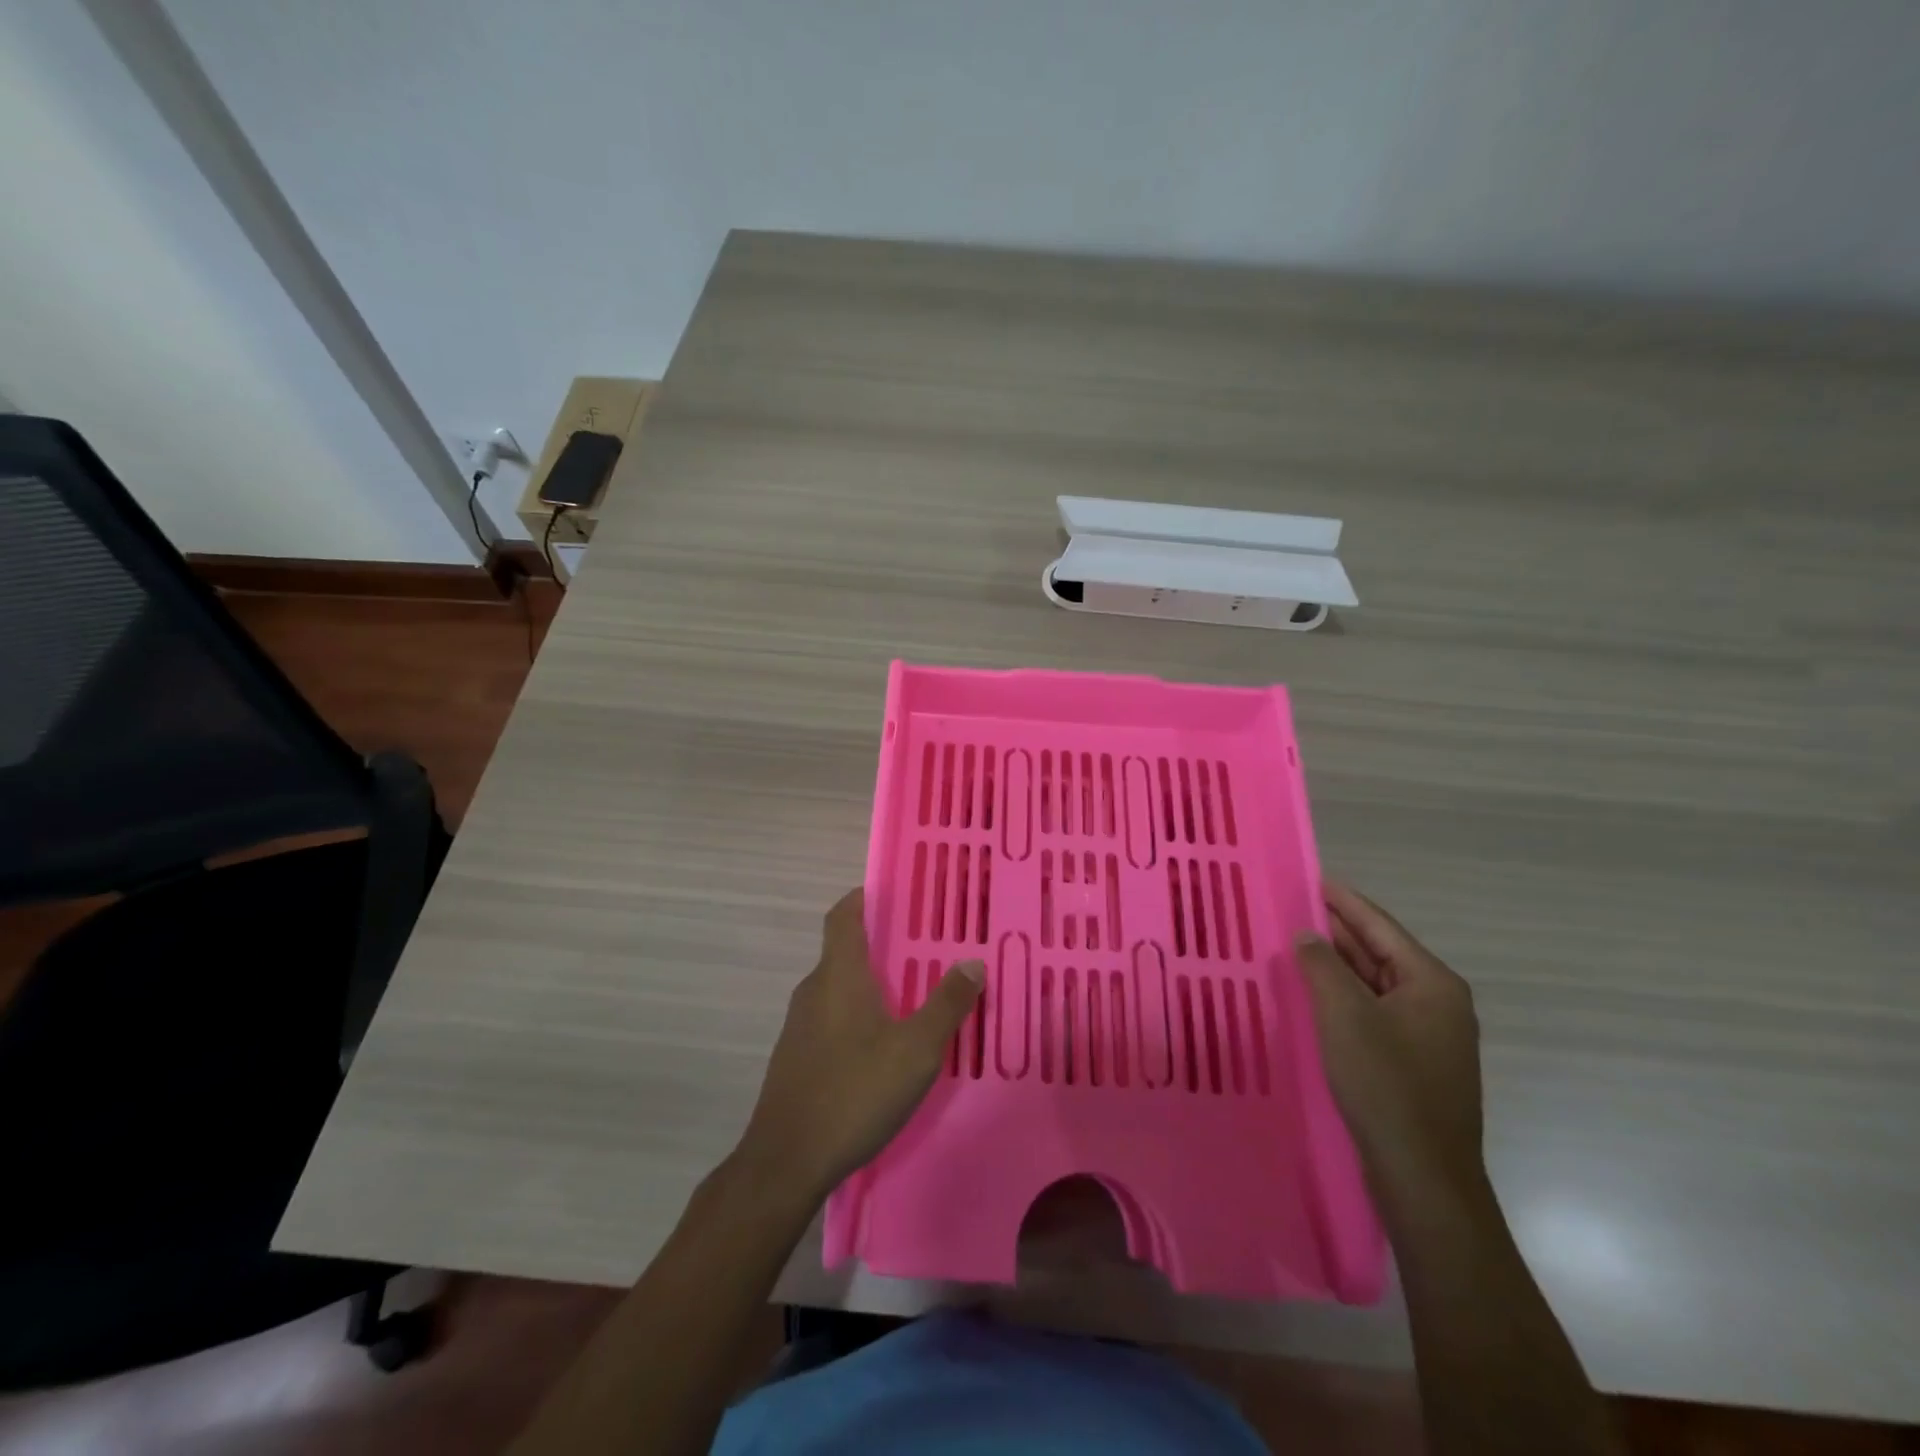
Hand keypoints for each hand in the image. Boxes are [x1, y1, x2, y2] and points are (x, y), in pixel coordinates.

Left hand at [736, 888, 981, 1206]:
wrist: (785, 1162)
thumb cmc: (853, 1092)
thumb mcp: (915, 1050)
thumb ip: (946, 1004)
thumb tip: (972, 962)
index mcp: (839, 974)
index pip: (843, 914)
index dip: (865, 896)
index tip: (898, 893)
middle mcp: (814, 989)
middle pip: (845, 949)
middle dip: (883, 943)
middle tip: (927, 947)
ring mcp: (800, 1024)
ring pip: (840, 986)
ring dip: (873, 982)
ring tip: (915, 994)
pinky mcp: (798, 1056)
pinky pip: (833, 1017)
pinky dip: (860, 1014)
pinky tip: (886, 1044)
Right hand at [1295, 881, 1483, 1203]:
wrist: (1422, 1175)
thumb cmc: (1385, 1084)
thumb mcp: (1343, 1015)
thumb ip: (1322, 965)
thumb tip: (1307, 935)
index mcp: (1432, 983)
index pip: (1380, 926)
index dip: (1344, 901)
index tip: (1313, 878)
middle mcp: (1438, 1003)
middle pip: (1380, 953)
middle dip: (1337, 932)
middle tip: (1294, 909)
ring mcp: (1429, 1035)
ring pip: (1376, 985)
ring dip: (1338, 966)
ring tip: (1296, 945)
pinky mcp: (1415, 1063)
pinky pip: (1375, 1012)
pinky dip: (1345, 997)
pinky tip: (1315, 996)